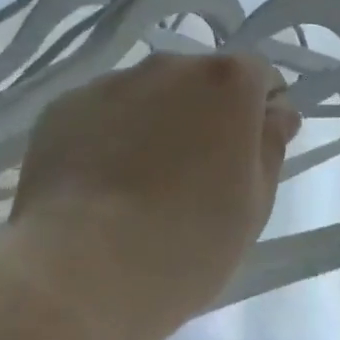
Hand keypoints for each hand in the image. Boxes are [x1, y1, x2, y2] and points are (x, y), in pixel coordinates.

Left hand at [10, 53, 300, 327]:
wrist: (79, 273)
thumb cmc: (187, 243)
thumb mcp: (254, 204)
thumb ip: (271, 145)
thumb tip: (276, 112)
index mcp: (226, 82)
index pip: (258, 75)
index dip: (259, 110)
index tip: (249, 153)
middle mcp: (170, 65)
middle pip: (200, 80)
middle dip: (205, 113)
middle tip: (194, 175)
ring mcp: (112, 83)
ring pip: (148, 94)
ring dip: (155, 120)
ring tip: (138, 183)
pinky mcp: (63, 107)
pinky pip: (101, 113)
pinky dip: (107, 135)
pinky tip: (98, 186)